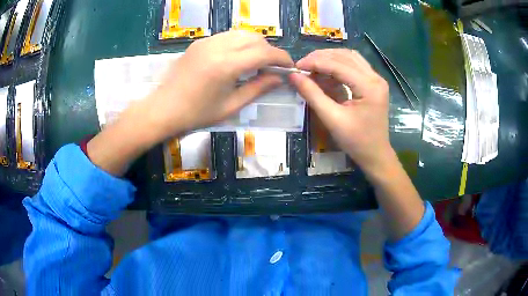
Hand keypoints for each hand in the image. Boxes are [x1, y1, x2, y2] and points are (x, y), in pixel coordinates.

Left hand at [140, 30, 293, 141]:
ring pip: (242, 33)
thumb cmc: (196, 114)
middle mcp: (218, 47)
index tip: (289, 66)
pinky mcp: (199, 42)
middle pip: (255, 38)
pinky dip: (239, 43)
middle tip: (271, 67)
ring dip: (255, 44)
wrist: (163, 109)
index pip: (264, 53)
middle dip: (269, 50)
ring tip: (255, 61)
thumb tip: (278, 78)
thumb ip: (257, 88)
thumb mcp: (231, 106)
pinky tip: (236, 57)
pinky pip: (227, 36)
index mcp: (227, 65)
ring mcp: (207, 42)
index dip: (281, 58)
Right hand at [289, 49, 393, 175]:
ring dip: (330, 58)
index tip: (296, 66)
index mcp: (369, 87)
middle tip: (302, 65)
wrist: (376, 155)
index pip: (338, 65)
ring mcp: (377, 79)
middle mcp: (376, 78)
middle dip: (321, 57)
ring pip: (350, 57)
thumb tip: (293, 76)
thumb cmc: (356, 141)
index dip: (315, 62)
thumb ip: (313, 95)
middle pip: (345, 56)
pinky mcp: (374, 83)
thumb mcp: (332, 119)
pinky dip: (338, 65)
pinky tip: (325, 72)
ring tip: (312, 66)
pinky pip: (354, 65)